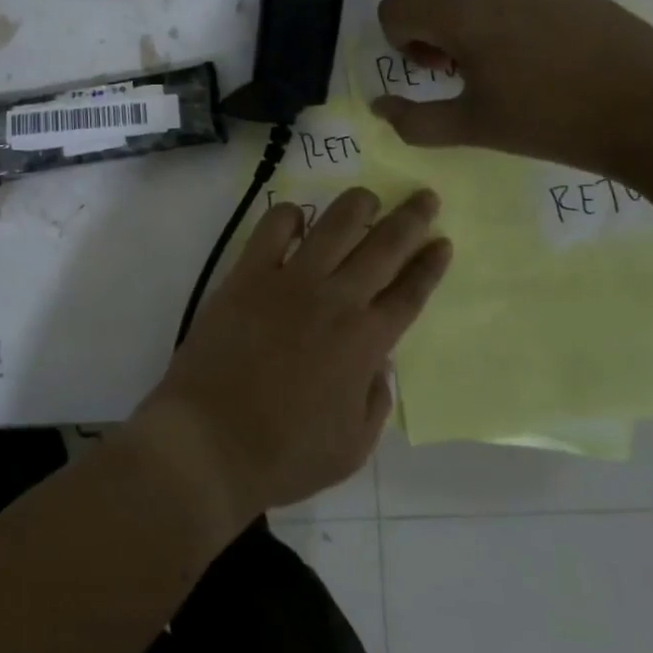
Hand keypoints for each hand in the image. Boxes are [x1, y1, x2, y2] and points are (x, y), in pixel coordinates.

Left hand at [136, 189, 452, 522]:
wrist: (209, 442)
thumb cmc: (283, 455)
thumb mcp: (352, 447)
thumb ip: (375, 400)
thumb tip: (377, 364)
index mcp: (366, 342)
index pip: (410, 292)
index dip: (430, 265)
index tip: (443, 241)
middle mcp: (335, 300)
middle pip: (383, 246)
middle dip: (410, 218)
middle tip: (424, 197)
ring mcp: (289, 282)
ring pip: (334, 225)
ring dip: (357, 205)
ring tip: (367, 197)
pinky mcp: (247, 275)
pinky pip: (272, 229)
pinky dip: (289, 216)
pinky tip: (297, 218)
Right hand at [372, 0, 652, 174]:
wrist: (649, 107)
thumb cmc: (549, 120)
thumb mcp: (471, 129)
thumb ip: (413, 120)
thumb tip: (380, 106)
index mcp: (460, 13)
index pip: (394, 6)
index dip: (397, 40)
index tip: (430, 71)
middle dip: (424, 22)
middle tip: (453, 65)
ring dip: (460, 14)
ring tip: (496, 61)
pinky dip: (498, 10)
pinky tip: (534, 52)